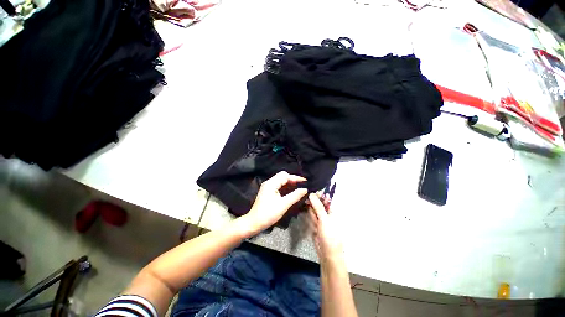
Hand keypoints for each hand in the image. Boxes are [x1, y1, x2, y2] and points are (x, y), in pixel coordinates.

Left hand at [243, 171, 307, 234]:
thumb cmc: (268, 214)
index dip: (296, 178)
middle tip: (302, 185)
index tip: (305, 181)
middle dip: (293, 179)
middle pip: (283, 176)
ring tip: (299, 187)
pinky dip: (286, 187)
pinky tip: (291, 191)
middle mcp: (269, 183)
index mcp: (271, 184)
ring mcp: (268, 187)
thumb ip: (295, 196)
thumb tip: (305, 189)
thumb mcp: (283, 205)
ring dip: (290, 183)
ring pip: (281, 181)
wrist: (254, 223)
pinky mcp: (268, 192)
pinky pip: (278, 186)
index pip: (285, 176)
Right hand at [307, 193, 343, 261]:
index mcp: (332, 212)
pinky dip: (307, 214)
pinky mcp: (314, 226)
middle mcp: (326, 215)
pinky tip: (302, 207)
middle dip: (312, 200)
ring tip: (302, 197)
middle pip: (318, 205)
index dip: (318, 194)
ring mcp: (320, 221)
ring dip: (308, 206)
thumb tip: (312, 194)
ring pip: (313, 211)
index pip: (324, 200)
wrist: (328, 255)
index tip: (310, 188)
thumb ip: (318, 207)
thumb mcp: (324, 219)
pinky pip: (310, 218)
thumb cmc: (330, 235)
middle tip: (303, 192)